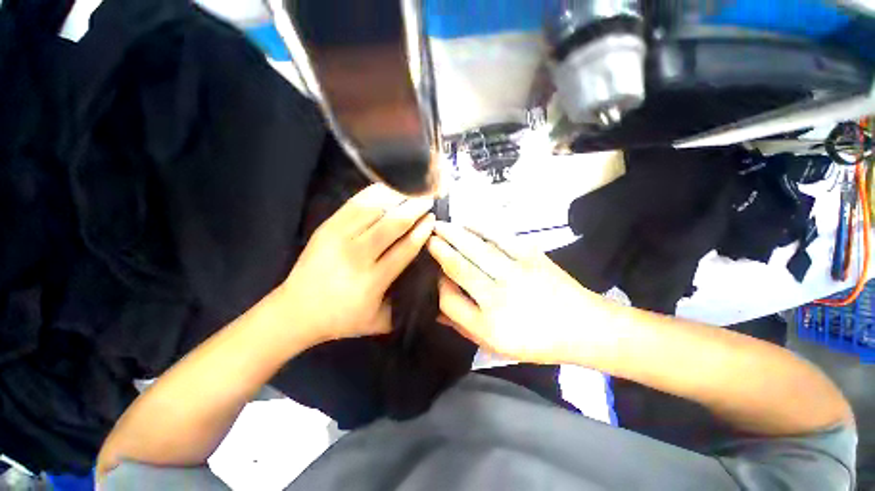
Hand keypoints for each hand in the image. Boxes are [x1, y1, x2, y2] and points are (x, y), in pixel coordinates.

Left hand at [279, 184, 434, 343]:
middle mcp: (356, 255)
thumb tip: (428, 283)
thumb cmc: (343, 319)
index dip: (422, 231)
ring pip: (374, 209)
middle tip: (428, 198)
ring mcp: (338, 237)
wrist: (296, 311)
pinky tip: (387, 187)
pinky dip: (374, 193)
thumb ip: (405, 304)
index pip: (405, 248)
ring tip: (412, 189)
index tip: (433, 219)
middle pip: (392, 224)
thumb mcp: (380, 322)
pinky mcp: (326, 227)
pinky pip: (354, 203)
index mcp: (372, 280)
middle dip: (414, 209)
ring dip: (397, 197)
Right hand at [427, 222, 608, 364]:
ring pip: (476, 249)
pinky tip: (469, 222)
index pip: (449, 299)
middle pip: (460, 267)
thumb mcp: (496, 346)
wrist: (583, 326)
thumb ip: (464, 326)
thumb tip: (437, 309)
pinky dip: (481, 228)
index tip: (432, 273)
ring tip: (440, 225)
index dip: (436, 284)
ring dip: (455, 234)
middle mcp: (500, 297)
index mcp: (490, 324)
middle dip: (439, 249)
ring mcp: (516, 273)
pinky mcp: (531, 256)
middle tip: (426, 235)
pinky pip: (500, 237)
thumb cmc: (537, 341)